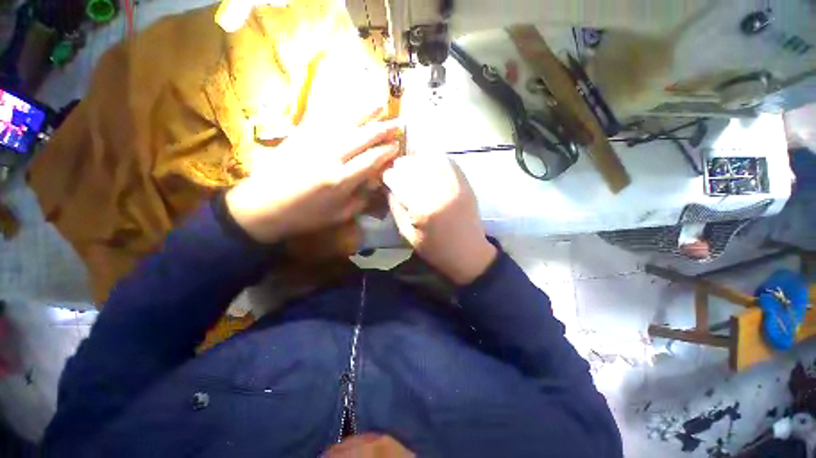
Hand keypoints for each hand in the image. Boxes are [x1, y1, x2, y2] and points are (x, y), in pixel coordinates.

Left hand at [226, 122, 401, 242]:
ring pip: (346, 123)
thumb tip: (375, 186)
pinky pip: (325, 119)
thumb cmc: (304, 215)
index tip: (397, 146)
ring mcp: (314, 142)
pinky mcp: (301, 135)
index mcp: (341, 180)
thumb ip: (361, 200)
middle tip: (398, 123)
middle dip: (383, 129)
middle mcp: (330, 157)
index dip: (387, 151)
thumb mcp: (338, 215)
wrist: (262, 205)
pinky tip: (351, 108)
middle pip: (362, 137)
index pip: (371, 159)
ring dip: (366, 113)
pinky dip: (342, 112)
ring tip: (381, 104)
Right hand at [383, 155, 495, 285]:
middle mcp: (439, 191)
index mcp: (422, 208)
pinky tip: (428, 166)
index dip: (388, 177)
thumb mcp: (407, 234)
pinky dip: (433, 159)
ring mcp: (455, 183)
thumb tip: (387, 186)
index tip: (386, 180)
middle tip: (398, 175)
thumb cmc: (435, 248)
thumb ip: (395, 207)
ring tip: (412, 170)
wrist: (468, 252)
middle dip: (400, 167)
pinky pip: (446, 160)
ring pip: (429, 157)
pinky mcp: (465, 181)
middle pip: (412, 164)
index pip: (397, 179)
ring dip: (416, 161)